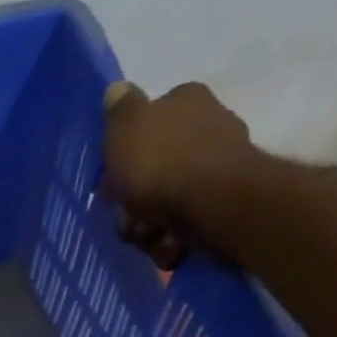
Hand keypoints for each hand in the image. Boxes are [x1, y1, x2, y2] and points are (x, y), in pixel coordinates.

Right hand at [101, 82, 260, 265]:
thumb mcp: (126, 128)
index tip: (113, 182)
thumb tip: (116, 90)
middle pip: (154, 170)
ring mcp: (218, 166)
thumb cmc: (160, 161)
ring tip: (150, 235)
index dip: (125, 156)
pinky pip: (185, 224)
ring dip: (150, 226)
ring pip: (167, 202)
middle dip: (135, 201)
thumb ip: (119, 110)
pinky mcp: (224, 203)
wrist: (211, 202)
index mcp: (185, 101)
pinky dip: (172, 238)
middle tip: (128, 217)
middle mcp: (207, 125)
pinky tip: (169, 245)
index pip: (148, 123)